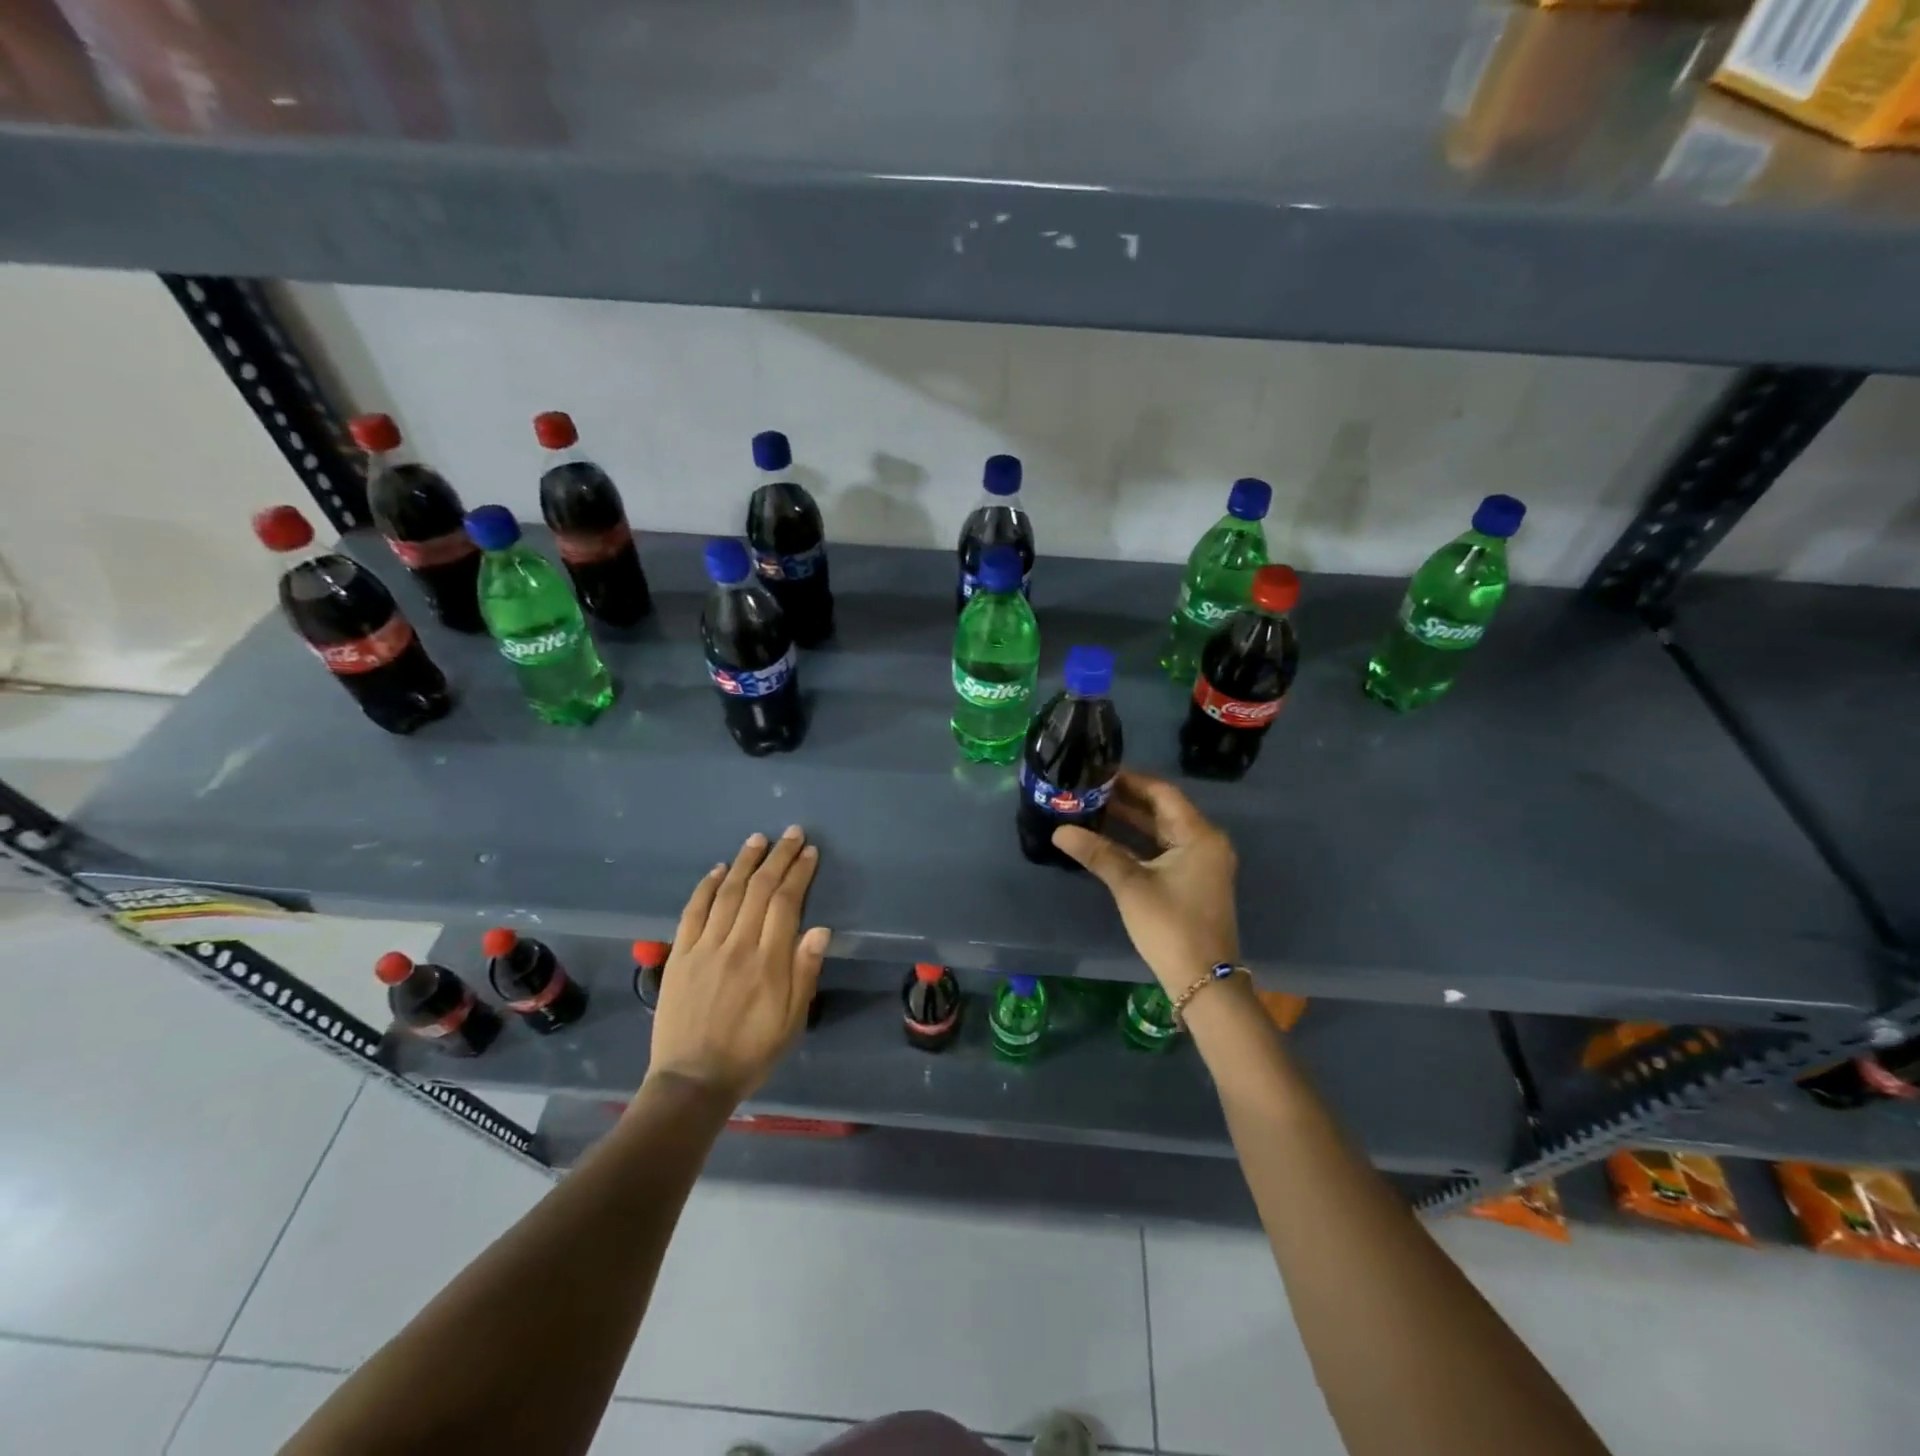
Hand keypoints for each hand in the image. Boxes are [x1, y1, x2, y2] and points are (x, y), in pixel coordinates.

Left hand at [646, 826, 830, 1103]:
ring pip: (728, 893)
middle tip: (791, 834)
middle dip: (778, 858)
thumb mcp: (792, 1020)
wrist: (692, 1080)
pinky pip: (693, 911)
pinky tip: (719, 870)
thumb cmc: (752, 1052)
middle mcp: (737, 945)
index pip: (786, 903)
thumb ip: (805, 972)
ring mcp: (705, 947)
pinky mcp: (680, 954)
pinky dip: (707, 886)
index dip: (799, 873)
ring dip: (745, 862)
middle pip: (760, 889)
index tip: (809, 852)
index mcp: (768, 961)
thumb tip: (820, 928)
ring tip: (758, 840)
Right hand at [1052, 772, 1239, 994]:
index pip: (1162, 793)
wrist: (1202, 981)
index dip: (1131, 780)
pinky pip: (1162, 850)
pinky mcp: (1191, 881)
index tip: (1099, 772)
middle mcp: (1205, 843)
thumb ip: (1097, 852)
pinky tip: (1107, 840)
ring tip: (1091, 809)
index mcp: (1199, 835)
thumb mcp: (1131, 885)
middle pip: (1162, 810)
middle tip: (1088, 789)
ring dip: (1129, 822)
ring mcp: (1200, 863)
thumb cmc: (1170, 926)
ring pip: (1160, 831)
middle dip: (1126, 800)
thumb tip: (1059, 830)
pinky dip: (1137, 843)